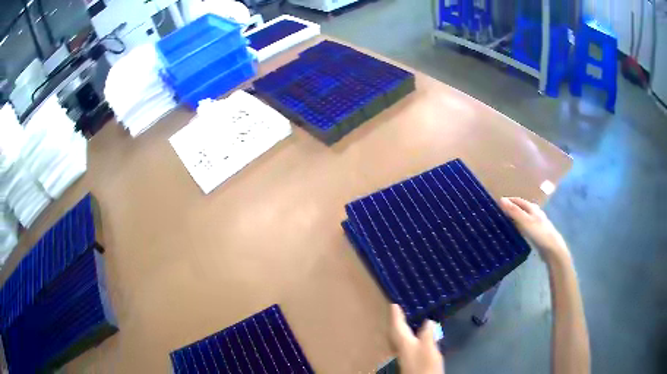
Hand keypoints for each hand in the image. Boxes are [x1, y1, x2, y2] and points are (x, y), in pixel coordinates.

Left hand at [389, 304, 443, 373]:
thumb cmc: (425, 365)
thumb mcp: (429, 347)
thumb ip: (427, 334)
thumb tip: (427, 321)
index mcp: (404, 342)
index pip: (397, 326)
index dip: (396, 316)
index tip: (393, 304)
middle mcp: (401, 348)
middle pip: (395, 333)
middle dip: (396, 322)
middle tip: (398, 312)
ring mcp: (404, 355)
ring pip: (399, 339)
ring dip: (400, 329)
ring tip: (405, 322)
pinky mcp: (409, 360)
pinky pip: (405, 344)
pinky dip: (407, 337)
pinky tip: (414, 338)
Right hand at [500, 197, 569, 262]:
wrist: (552, 248)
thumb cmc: (538, 232)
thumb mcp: (525, 221)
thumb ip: (514, 211)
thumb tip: (501, 199)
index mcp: (532, 207)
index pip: (518, 200)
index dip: (508, 200)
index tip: (496, 204)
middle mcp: (534, 212)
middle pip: (521, 208)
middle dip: (511, 209)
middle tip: (499, 214)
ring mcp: (536, 223)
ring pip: (523, 217)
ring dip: (515, 218)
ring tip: (505, 223)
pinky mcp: (537, 232)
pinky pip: (525, 226)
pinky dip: (519, 226)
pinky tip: (516, 232)